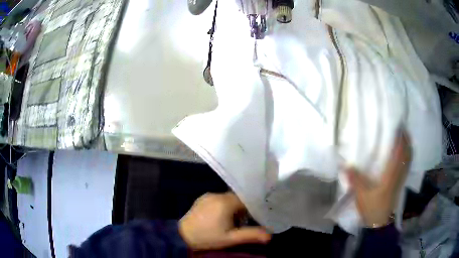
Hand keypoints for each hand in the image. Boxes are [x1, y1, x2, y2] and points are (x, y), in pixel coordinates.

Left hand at [179, 192, 271, 249]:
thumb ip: (251, 235)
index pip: (246, 199)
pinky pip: (218, 199)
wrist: (182, 236)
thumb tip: (270, 236)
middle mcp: (217, 194)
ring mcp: (207, 196)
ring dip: (232, 208)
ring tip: (230, 222)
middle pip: (237, 198)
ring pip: (227, 199)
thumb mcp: (231, 239)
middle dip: (242, 209)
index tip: (255, 217)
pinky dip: (222, 207)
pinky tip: (218, 218)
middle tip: (242, 223)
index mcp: (225, 202)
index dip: (252, 207)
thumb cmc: (208, 238)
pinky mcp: (201, 199)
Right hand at [346, 130, 411, 227]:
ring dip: (408, 148)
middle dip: (406, 141)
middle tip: (402, 129)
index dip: (401, 139)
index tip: (399, 127)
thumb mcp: (361, 194)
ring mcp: (400, 180)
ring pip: (408, 161)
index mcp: (391, 174)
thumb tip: (345, 165)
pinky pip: (406, 167)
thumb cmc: (372, 207)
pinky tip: (403, 156)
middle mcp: (398, 175)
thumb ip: (354, 179)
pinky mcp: (400, 185)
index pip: (399, 153)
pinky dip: (407, 158)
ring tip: (404, 139)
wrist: (379, 223)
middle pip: (407, 155)